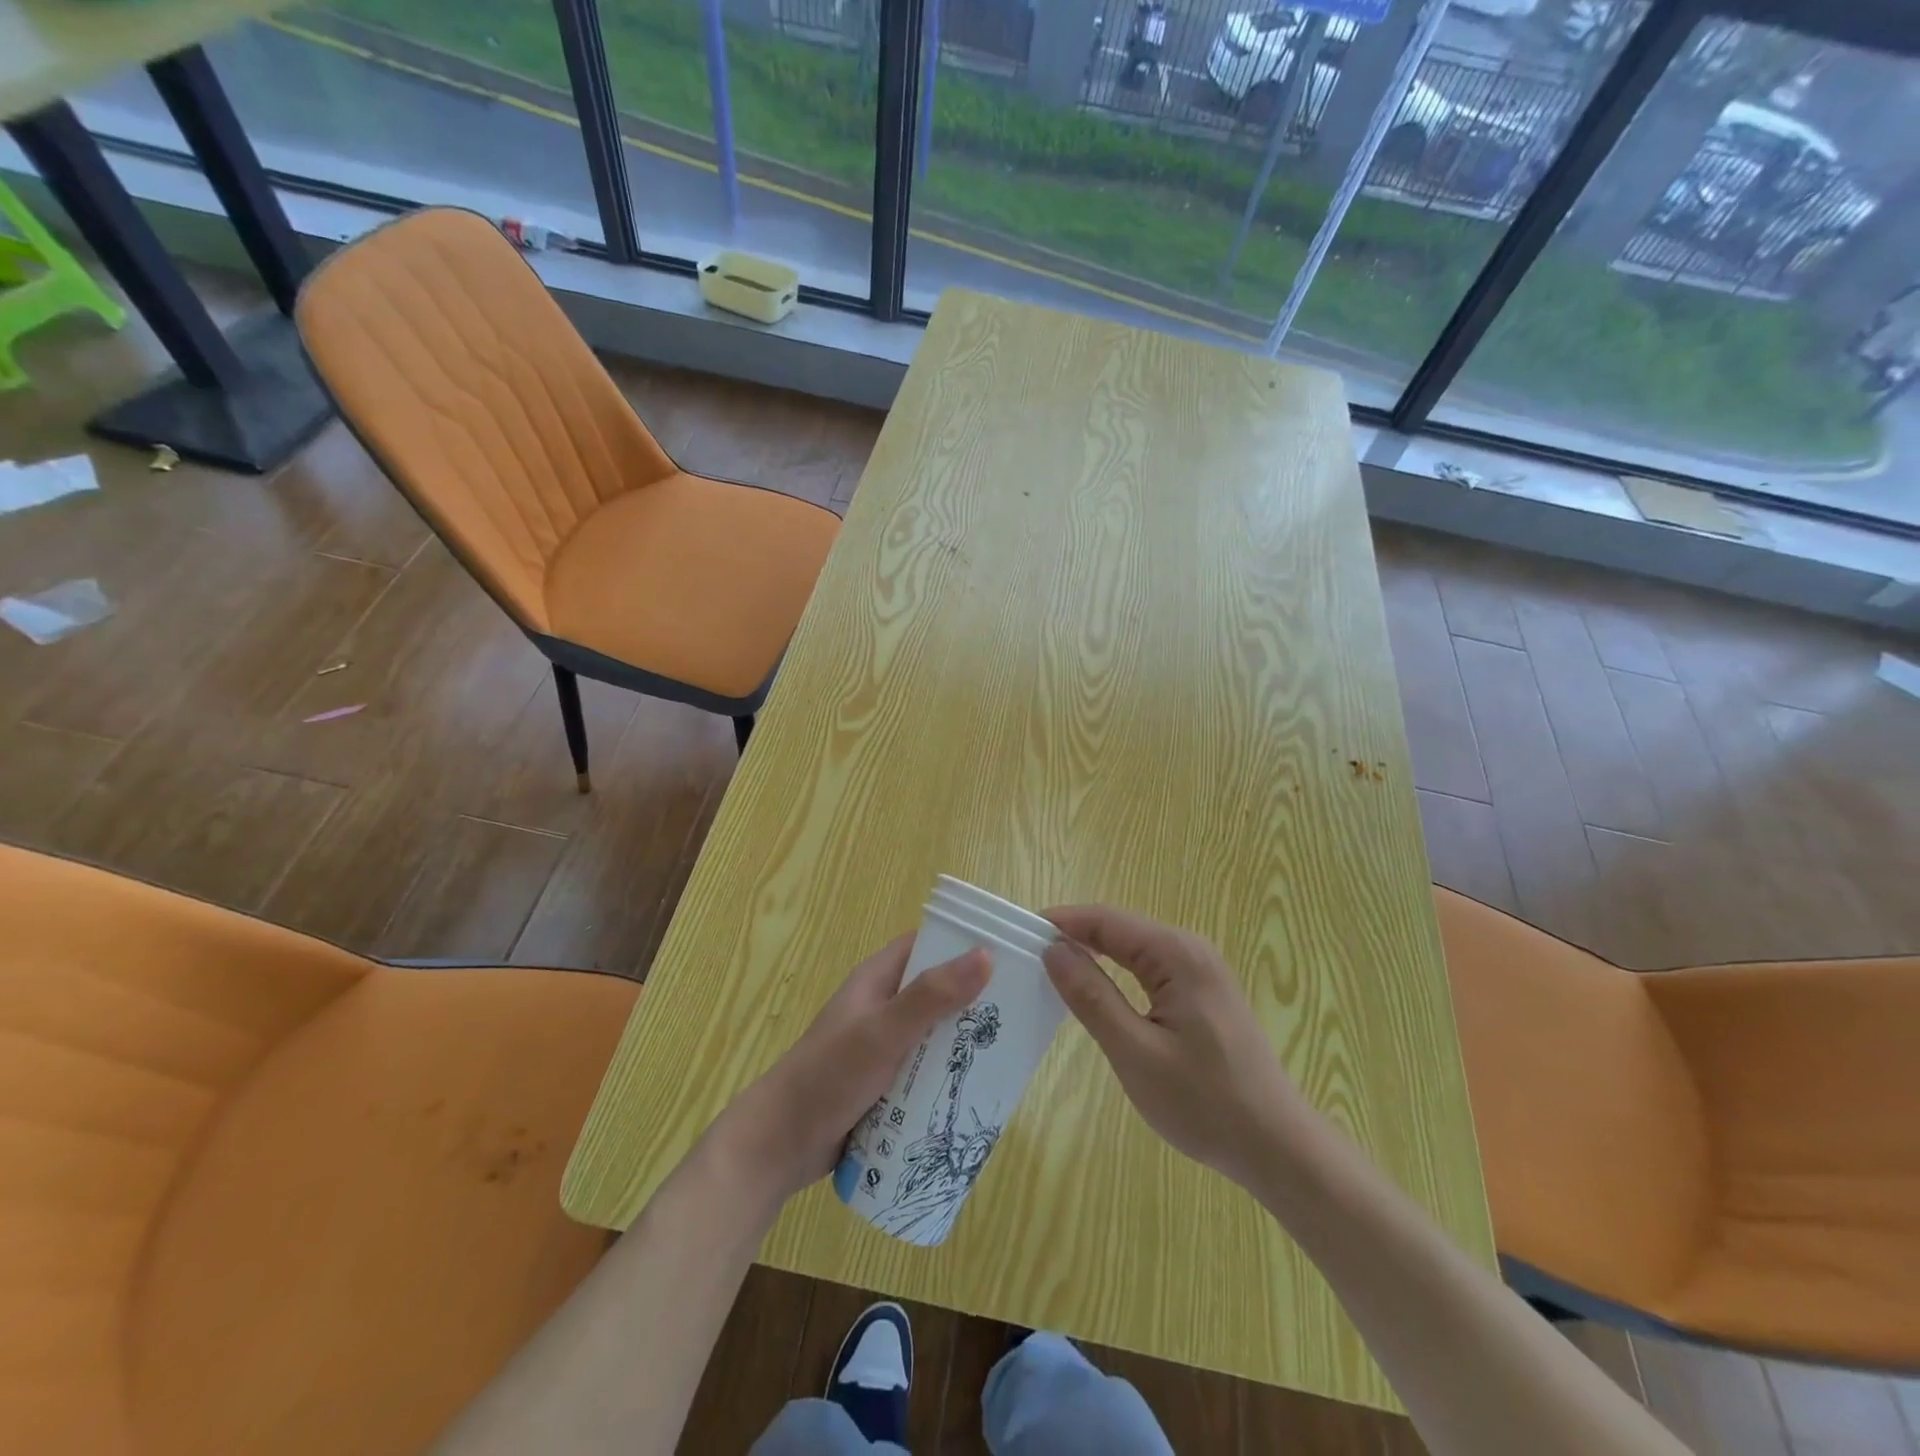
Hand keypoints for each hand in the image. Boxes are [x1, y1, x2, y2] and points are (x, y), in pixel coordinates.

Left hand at [709, 934, 989, 1207]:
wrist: (779, 1146)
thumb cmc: (829, 1076)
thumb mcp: (883, 1032)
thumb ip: (931, 997)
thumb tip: (986, 955)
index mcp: (878, 980)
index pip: (928, 944)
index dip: (965, 942)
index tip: (1011, 952)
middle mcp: (884, 1006)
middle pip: (938, 991)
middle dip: (975, 999)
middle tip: (1022, 1009)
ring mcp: (885, 1046)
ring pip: (936, 1034)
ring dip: (965, 1042)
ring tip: (1012, 1051)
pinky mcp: (887, 1082)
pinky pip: (927, 1069)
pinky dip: (949, 1074)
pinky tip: (980, 1089)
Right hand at [1041, 906, 1306, 1191]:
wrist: (1276, 1146)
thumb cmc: (1204, 1102)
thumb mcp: (1135, 1052)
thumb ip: (1091, 997)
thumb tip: (1053, 950)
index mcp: (1177, 955)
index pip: (1107, 920)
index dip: (1062, 921)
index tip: (1019, 931)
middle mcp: (1191, 950)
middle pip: (1120, 928)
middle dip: (1074, 934)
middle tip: (1027, 952)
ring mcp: (1201, 970)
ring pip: (1134, 947)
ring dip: (1094, 952)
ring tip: (1051, 968)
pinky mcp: (1203, 992)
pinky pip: (1149, 967)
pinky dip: (1116, 971)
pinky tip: (1095, 988)